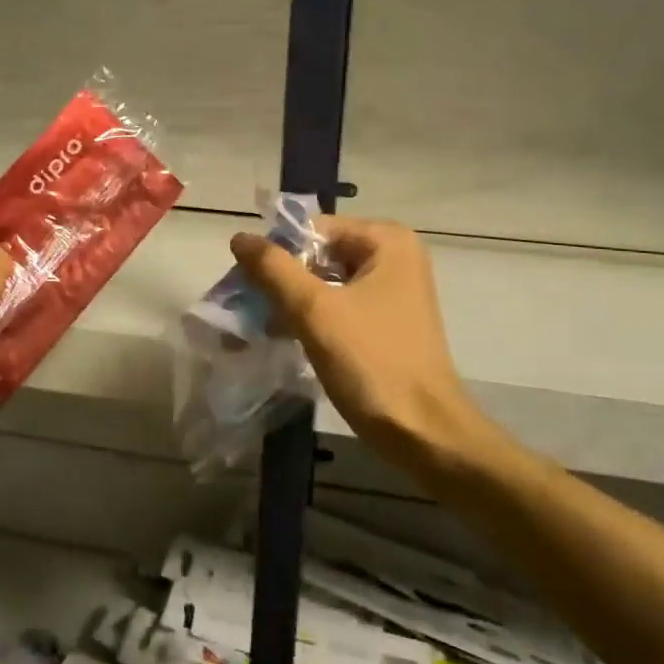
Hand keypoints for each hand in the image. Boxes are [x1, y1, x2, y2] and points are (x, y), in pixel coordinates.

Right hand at [230, 217, 504, 474]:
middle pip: (318, 255)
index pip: (312, 230)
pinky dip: (309, 318)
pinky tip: (282, 337)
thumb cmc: (372, 363)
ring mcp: (392, 291)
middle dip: (280, 280)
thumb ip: (273, 269)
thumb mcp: (315, 310)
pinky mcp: (385, 322)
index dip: (276, 253)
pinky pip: (337, 306)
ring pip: (324, 282)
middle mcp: (394, 257)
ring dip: (289, 302)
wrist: (424, 434)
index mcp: (386, 241)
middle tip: (245, 307)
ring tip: (256, 326)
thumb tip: (240, 237)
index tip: (244, 283)